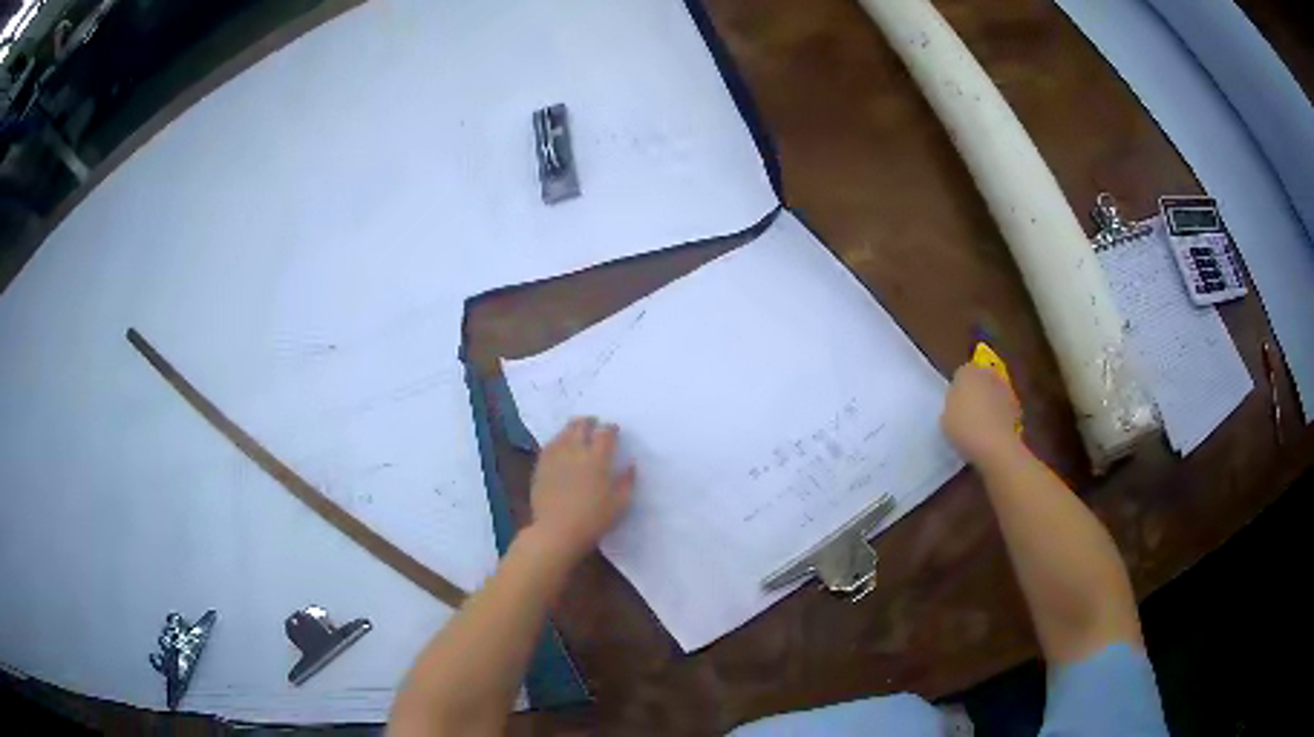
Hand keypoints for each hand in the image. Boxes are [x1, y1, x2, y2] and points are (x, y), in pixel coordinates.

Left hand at [528, 417, 635, 564]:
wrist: (557, 530)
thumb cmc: (593, 519)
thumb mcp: (620, 504)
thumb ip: (627, 482)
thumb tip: (630, 465)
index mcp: (598, 459)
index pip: (605, 433)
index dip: (611, 428)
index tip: (614, 429)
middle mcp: (576, 451)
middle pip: (581, 426)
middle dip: (589, 422)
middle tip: (594, 423)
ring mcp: (556, 457)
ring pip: (563, 433)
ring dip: (572, 428)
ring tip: (576, 430)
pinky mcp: (541, 466)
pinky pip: (550, 446)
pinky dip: (557, 440)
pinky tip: (559, 445)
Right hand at [942, 364, 1022, 464]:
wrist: (995, 444)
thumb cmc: (964, 427)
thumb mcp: (945, 418)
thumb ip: (952, 405)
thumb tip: (959, 403)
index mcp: (967, 372)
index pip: (961, 374)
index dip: (958, 389)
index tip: (954, 405)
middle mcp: (988, 374)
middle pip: (980, 380)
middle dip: (977, 392)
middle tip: (969, 412)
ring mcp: (1005, 389)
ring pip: (994, 393)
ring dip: (990, 403)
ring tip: (982, 425)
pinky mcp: (1017, 405)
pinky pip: (1004, 408)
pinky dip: (1000, 415)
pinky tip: (993, 432)